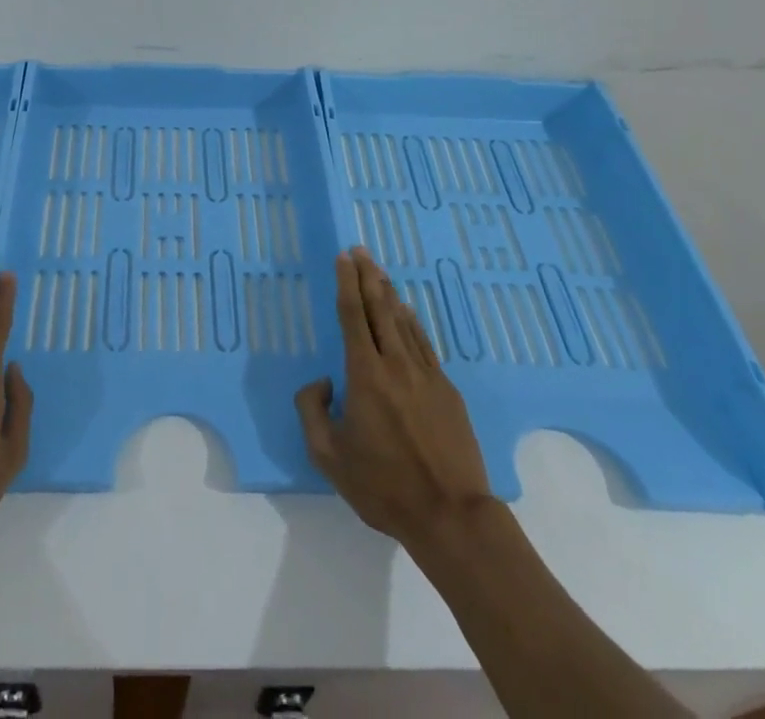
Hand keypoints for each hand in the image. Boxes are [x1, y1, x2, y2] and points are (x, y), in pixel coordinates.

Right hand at [295, 247, 494, 552]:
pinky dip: (413, 322)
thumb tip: (323, 382)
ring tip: (379, 271)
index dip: (346, 283)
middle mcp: (395, 364)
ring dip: (389, 293)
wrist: (451, 515)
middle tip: (360, 250)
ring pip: (404, 322)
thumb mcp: (328, 456)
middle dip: (367, 276)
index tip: (343, 258)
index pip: (352, 316)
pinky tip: (408, 312)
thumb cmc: (384, 487)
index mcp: (365, 375)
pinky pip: (424, 344)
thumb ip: (312, 411)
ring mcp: (425, 375)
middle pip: (380, 308)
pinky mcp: (447, 391)